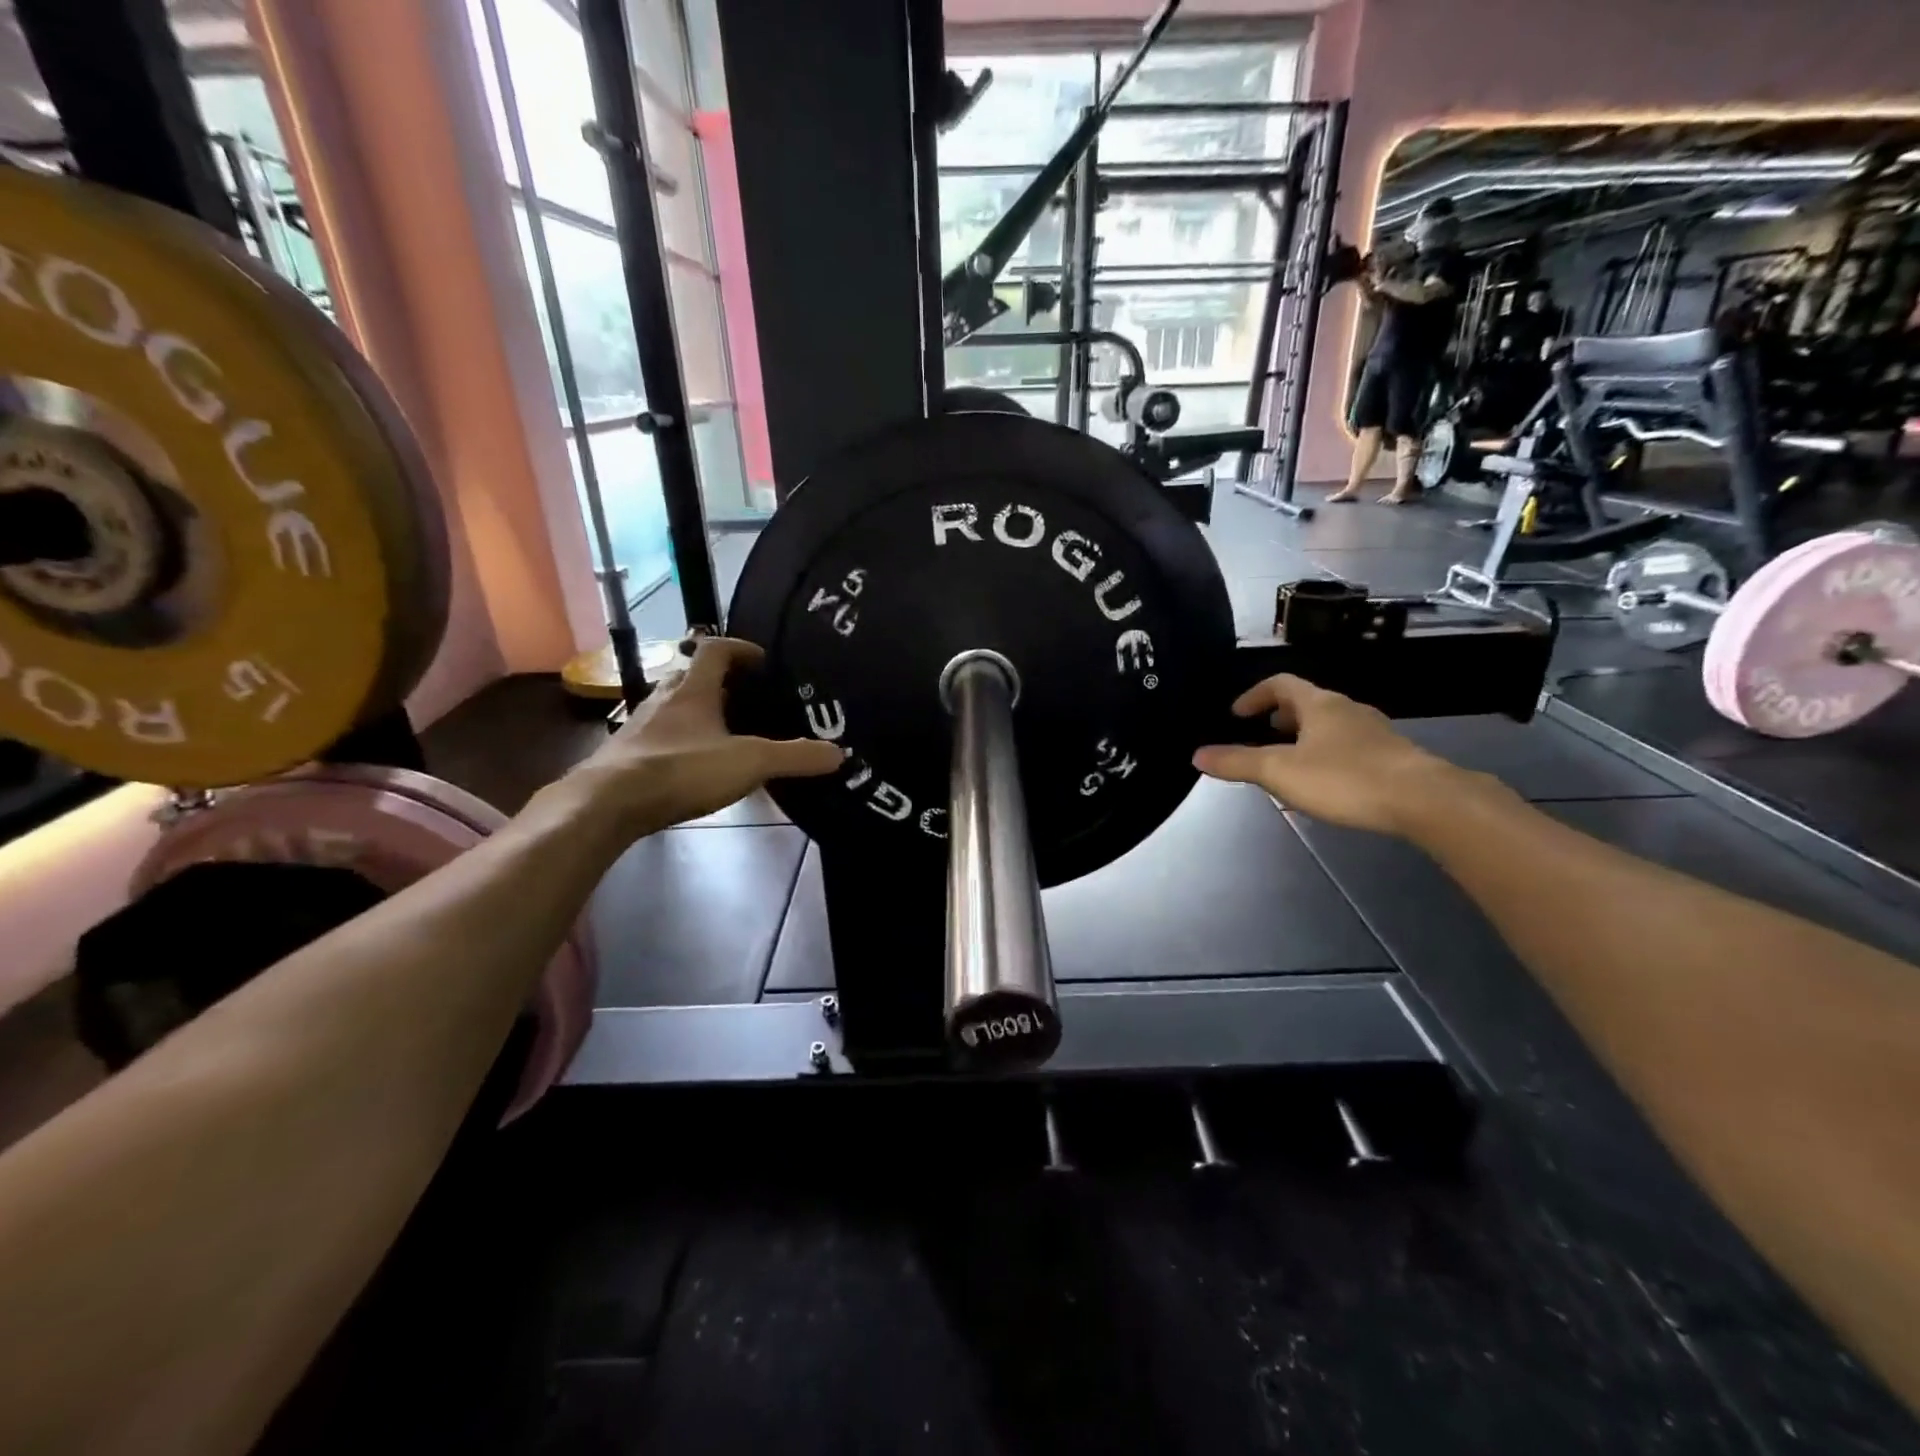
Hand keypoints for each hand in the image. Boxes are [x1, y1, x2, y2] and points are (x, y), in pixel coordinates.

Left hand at [571, 637, 842, 834]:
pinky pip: (659, 736)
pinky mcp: (627, 755)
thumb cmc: (682, 769)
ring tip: (724, 730)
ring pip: (672, 705)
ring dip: (696, 709)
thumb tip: (839, 754)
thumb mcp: (750, 762)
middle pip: (690, 675)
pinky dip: (679, 740)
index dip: (740, 648)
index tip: (762, 660)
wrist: (608, 803)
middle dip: (718, 681)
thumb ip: (795, 757)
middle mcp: (664, 699)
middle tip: (747, 697)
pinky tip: (693, 765)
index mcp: (693, 689)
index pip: (715, 650)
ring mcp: (641, 726)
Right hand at [1192, 675, 1466, 837]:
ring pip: (1330, 725)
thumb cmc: (1345, 778)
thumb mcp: (1280, 772)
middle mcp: (1348, 710)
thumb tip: (1197, 755)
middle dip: (1279, 717)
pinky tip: (1326, 783)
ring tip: (1288, 762)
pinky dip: (1328, 755)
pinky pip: (1350, 746)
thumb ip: (1237, 763)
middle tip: (1260, 737)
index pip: (1280, 684)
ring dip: (1304, 737)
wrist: (1425, 800)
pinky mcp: (1393, 758)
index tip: (1236, 714)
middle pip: (1307, 703)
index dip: (1254, 695)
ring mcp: (1375, 732)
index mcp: (1319, 704)